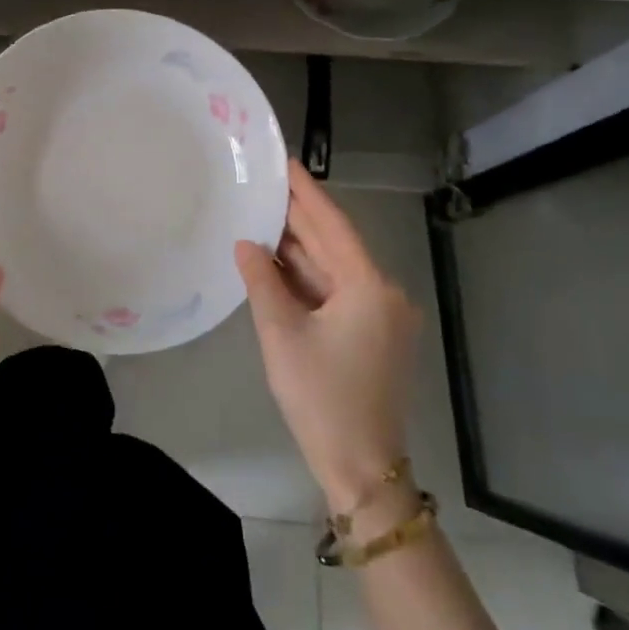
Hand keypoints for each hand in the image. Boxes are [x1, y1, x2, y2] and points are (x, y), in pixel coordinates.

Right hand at [236, 160, 421, 513]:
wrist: (361, 468)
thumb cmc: (321, 396)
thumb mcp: (282, 333)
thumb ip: (262, 281)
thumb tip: (246, 243)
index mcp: (369, 286)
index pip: (333, 225)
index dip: (307, 192)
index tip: (285, 161)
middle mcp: (383, 293)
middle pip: (335, 245)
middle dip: (299, 218)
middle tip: (264, 184)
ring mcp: (381, 316)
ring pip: (334, 270)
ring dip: (300, 249)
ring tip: (262, 216)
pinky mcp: (372, 336)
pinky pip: (336, 293)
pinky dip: (307, 278)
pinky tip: (277, 262)